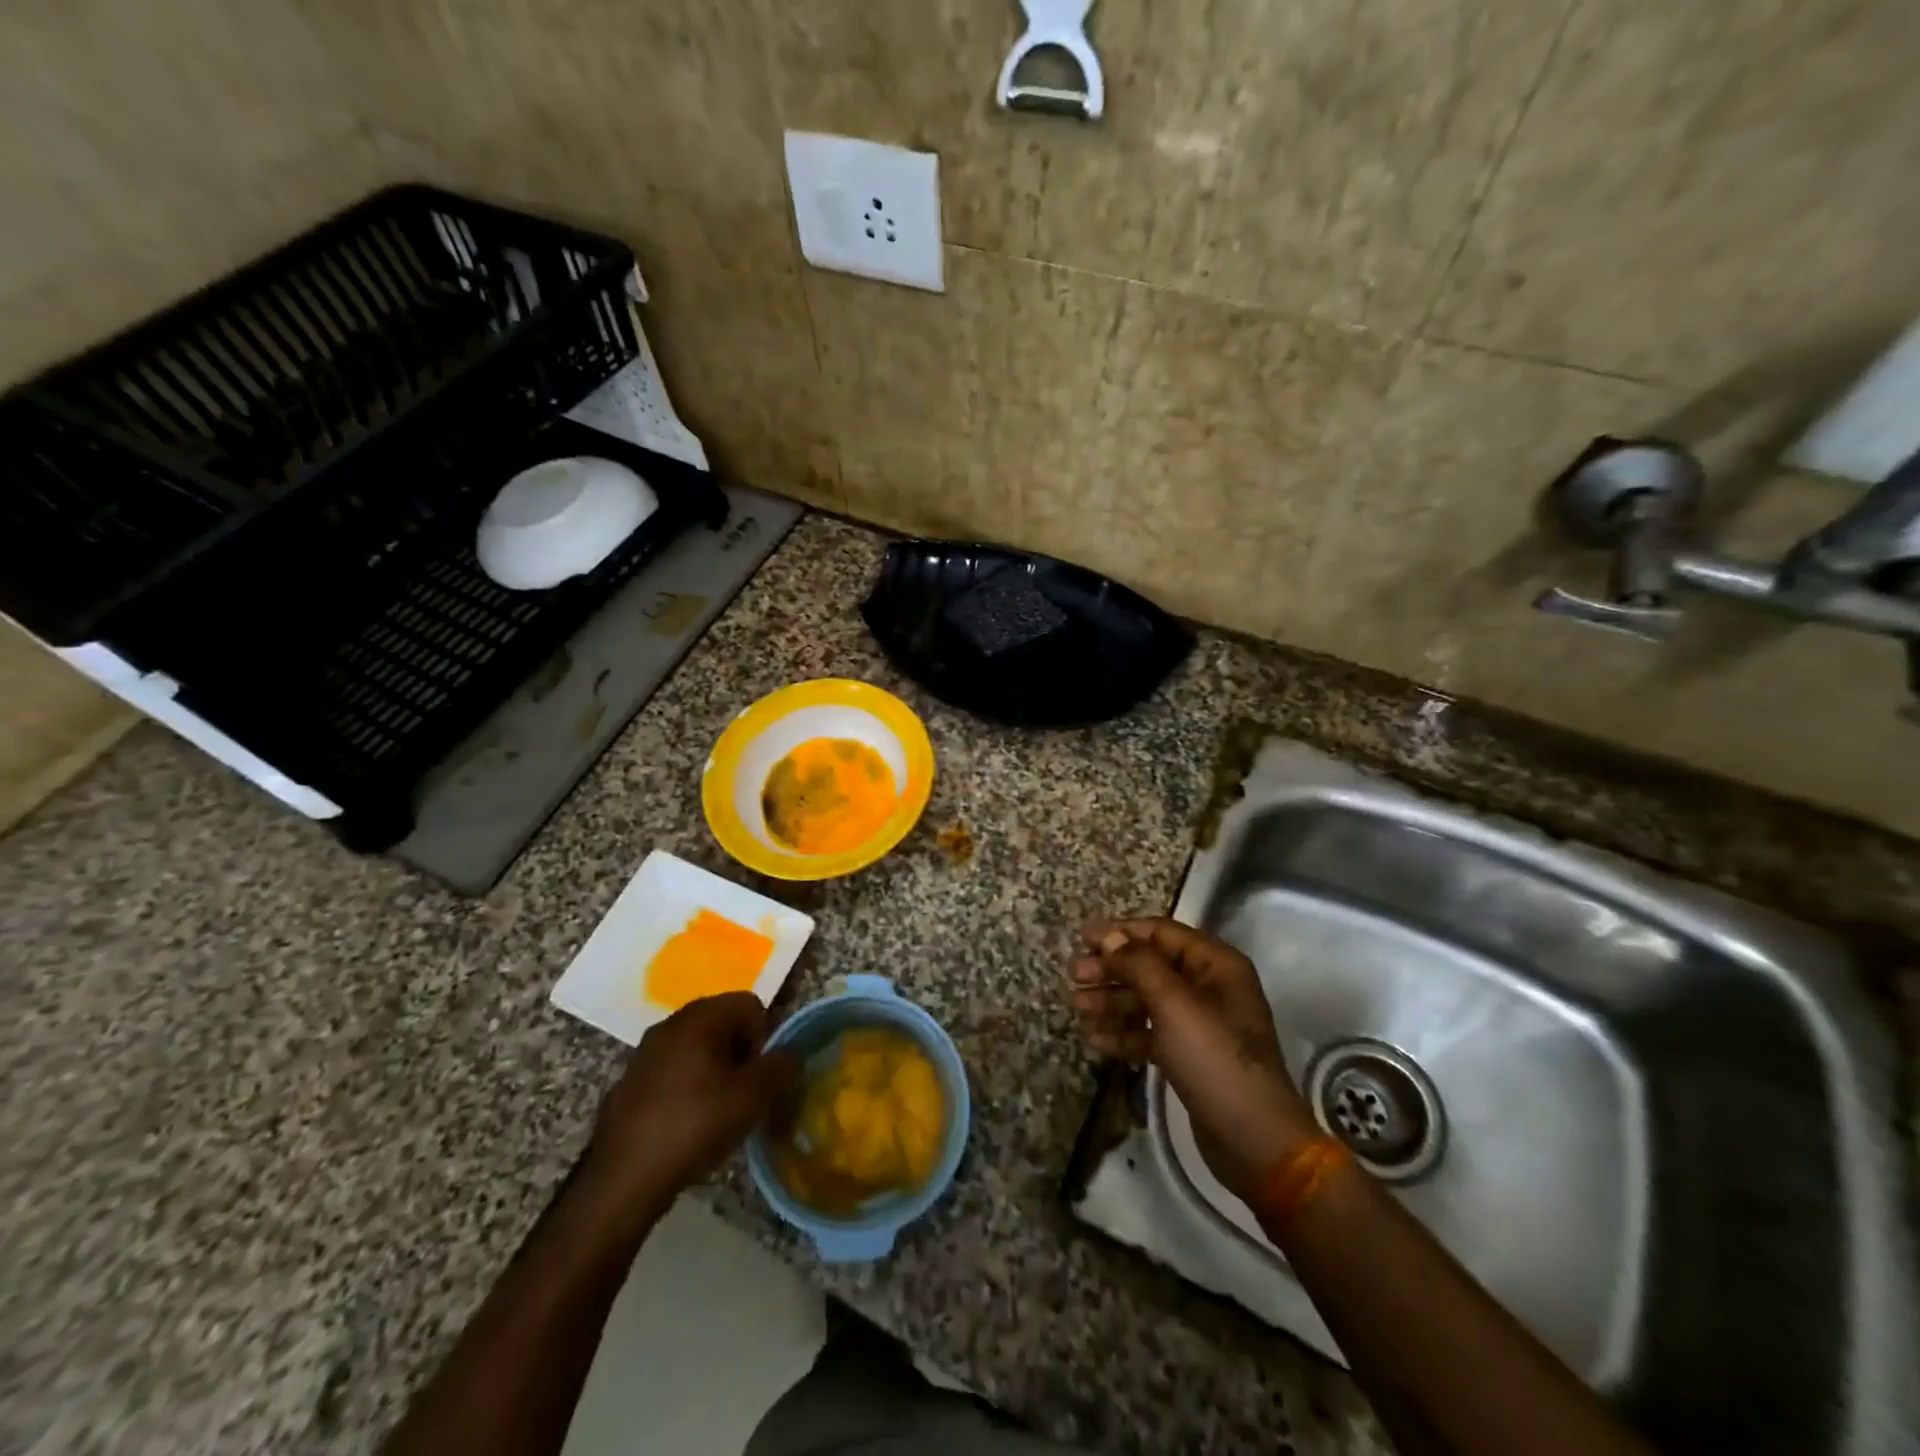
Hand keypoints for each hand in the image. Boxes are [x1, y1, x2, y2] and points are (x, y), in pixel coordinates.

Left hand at [586, 992, 801, 1210]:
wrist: (623, 1179)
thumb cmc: (695, 1125)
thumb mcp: (754, 1097)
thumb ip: (782, 1066)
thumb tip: (791, 1053)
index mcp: (700, 1017)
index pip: (750, 1003)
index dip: (765, 1035)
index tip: (760, 1074)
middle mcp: (670, 1023)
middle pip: (723, 1022)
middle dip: (741, 1052)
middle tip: (745, 1092)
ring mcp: (645, 1052)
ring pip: (697, 1047)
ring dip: (715, 1069)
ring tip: (718, 1110)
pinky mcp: (630, 1082)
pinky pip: (673, 1070)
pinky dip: (688, 1087)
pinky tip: (687, 1123)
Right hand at [1069, 918, 1319, 1197]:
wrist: (1254, 1140)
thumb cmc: (1215, 1059)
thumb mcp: (1174, 1004)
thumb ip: (1139, 965)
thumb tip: (1109, 937)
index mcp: (1216, 964)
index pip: (1161, 933)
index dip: (1120, 932)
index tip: (1082, 937)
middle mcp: (1209, 987)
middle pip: (1151, 966)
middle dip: (1112, 969)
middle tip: (1074, 974)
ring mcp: (1200, 1023)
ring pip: (1147, 1000)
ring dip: (1112, 1001)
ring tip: (1077, 1007)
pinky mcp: (1190, 1055)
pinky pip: (1151, 1033)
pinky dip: (1125, 1033)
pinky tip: (1096, 1040)